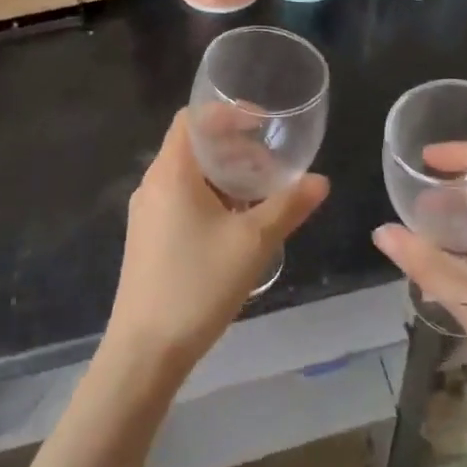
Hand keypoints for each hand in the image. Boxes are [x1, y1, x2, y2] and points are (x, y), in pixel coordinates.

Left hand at [106, 109, 328, 371]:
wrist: (144, 352)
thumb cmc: (197, 285)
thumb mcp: (253, 243)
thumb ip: (289, 206)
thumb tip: (321, 181)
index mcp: (172, 173)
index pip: (193, 119)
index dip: (228, 113)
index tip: (263, 125)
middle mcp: (153, 185)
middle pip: (194, 147)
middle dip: (236, 150)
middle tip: (273, 167)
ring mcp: (147, 214)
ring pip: (190, 177)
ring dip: (226, 178)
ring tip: (263, 197)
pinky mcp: (148, 239)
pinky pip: (182, 201)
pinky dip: (212, 200)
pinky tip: (238, 227)